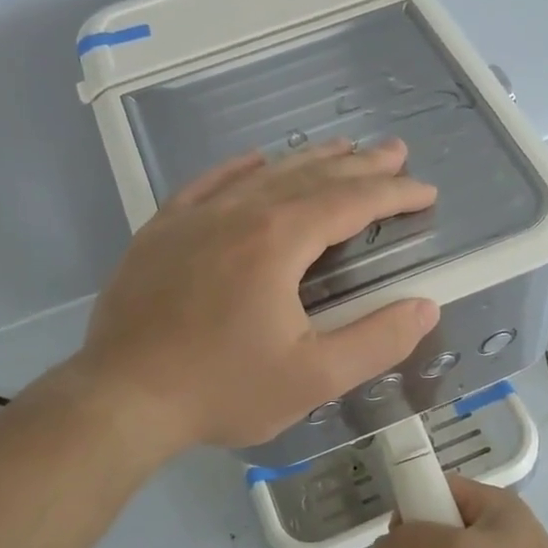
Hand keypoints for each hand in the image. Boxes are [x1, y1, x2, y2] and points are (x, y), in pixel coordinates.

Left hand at [76, 138, 439, 450]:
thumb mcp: (313, 378)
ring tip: (341, 149)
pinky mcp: (161, 232)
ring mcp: (193, 218)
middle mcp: (238, 214)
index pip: (350, 202)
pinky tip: (255, 160)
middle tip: (395, 152)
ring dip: (308, 160)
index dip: (393, 194)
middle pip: (310, 177)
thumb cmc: (222, 389)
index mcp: (278, 241)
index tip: (425, 191)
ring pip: (263, 175)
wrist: (121, 398)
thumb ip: (376, 341)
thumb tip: (425, 306)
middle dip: (359, 165)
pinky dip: (239, 169)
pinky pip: (208, 184)